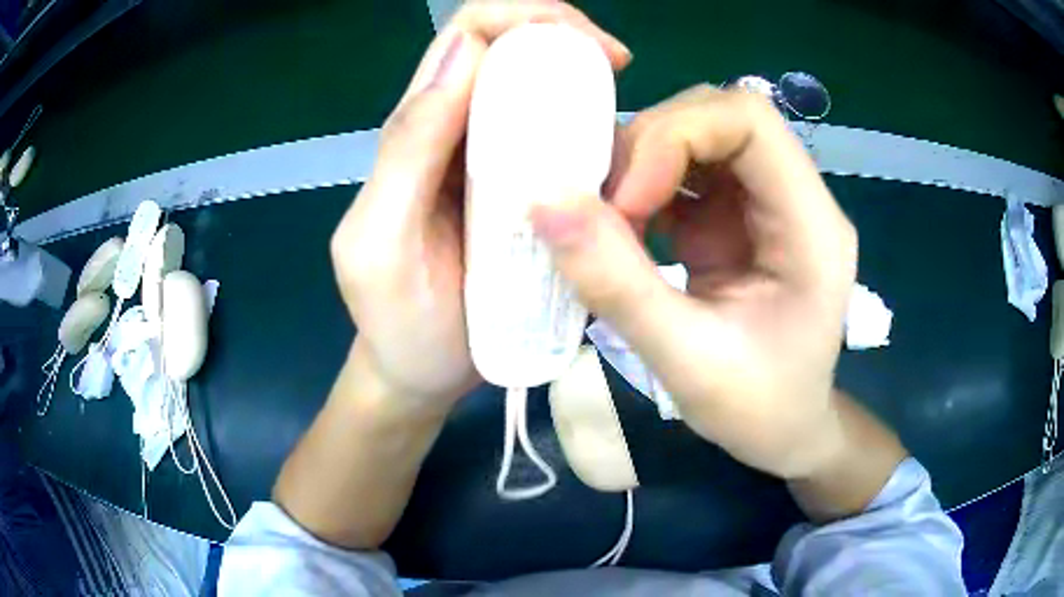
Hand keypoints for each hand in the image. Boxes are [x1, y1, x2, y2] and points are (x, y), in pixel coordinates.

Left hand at [330, 1, 631, 410]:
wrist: (420, 374)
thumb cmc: (398, 323)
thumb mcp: (381, 243)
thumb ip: (406, 151)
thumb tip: (463, 56)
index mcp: (415, 134)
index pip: (466, 37)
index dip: (525, 17)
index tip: (589, 45)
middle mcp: (452, 131)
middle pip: (505, 47)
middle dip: (564, 37)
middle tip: (617, 67)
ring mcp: (487, 159)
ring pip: (534, 86)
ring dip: (581, 79)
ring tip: (620, 114)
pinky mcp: (517, 190)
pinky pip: (554, 137)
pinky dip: (587, 129)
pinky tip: (613, 157)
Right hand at [531, 86, 857, 478]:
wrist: (785, 432)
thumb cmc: (758, 409)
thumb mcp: (687, 361)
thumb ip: (617, 284)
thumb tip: (544, 203)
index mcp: (812, 227)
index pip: (750, 121)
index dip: (678, 135)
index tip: (627, 200)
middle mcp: (795, 197)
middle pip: (718, 117)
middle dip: (650, 146)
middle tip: (602, 207)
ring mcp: (763, 203)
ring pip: (696, 136)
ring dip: (639, 165)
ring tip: (605, 222)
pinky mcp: (734, 217)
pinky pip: (683, 172)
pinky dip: (641, 188)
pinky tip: (620, 229)